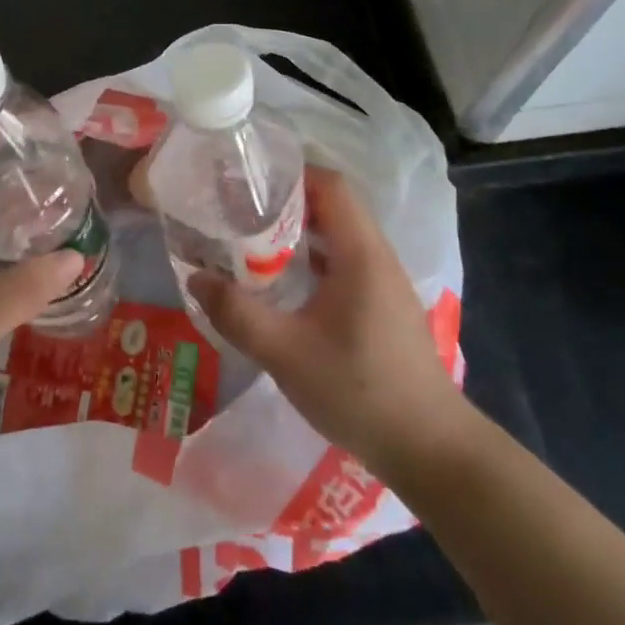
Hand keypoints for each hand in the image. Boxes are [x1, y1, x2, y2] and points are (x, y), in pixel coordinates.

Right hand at [188, 166, 472, 483]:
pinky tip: (280, 282)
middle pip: (332, 206)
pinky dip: (310, 258)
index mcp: (361, 254)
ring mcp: (383, 282)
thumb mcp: (286, 353)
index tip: (246, 181)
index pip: (330, 185)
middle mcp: (376, 257)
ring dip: (296, 231)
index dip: (290, 173)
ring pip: (337, 235)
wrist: (430, 450)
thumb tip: (195, 278)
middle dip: (284, 201)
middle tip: (236, 209)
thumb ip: (237, 314)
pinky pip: (343, 262)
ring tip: (249, 240)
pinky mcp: (381, 306)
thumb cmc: (359, 392)